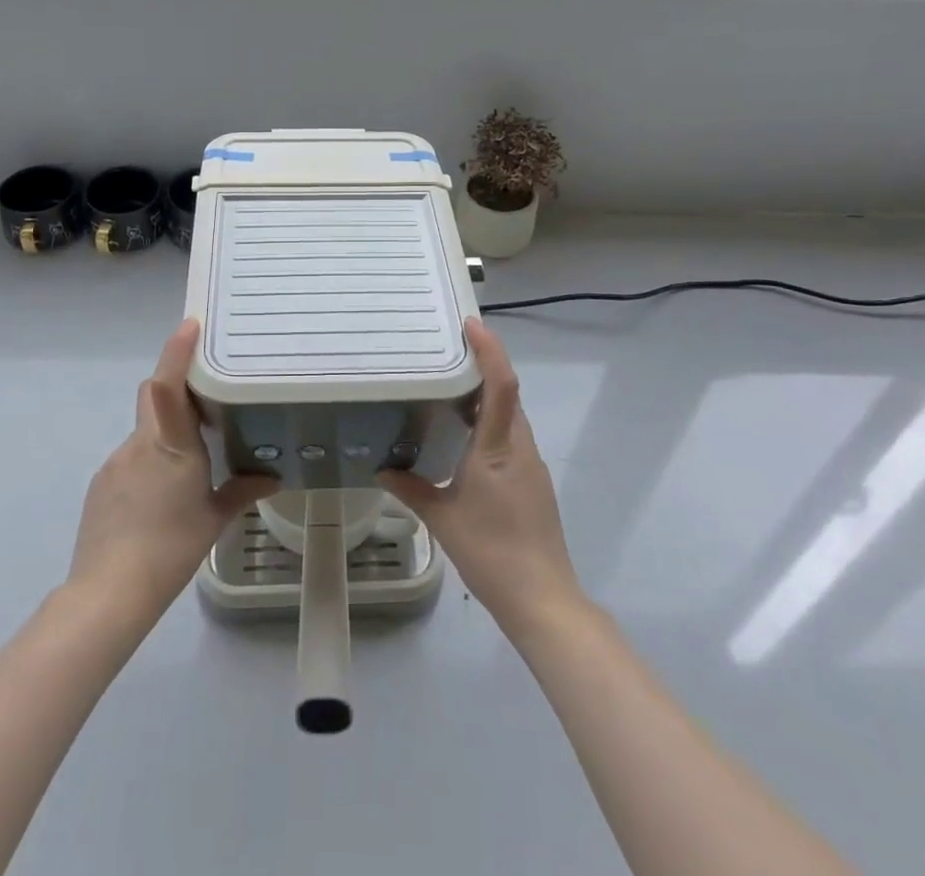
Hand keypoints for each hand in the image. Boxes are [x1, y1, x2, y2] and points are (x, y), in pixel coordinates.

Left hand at [66, 320, 276, 628]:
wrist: (108, 592)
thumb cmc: (171, 548)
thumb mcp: (213, 520)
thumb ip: (242, 491)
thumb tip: (273, 477)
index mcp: (171, 445)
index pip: (169, 384)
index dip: (177, 351)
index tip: (190, 325)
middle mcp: (140, 443)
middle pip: (154, 397)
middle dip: (175, 390)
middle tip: (204, 403)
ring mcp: (116, 462)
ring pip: (145, 430)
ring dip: (164, 434)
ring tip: (186, 468)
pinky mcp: (102, 483)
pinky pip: (130, 457)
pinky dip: (148, 462)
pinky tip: (158, 497)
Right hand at [380, 317, 582, 640]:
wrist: (542, 599)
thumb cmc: (491, 552)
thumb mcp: (442, 520)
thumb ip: (411, 489)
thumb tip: (381, 470)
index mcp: (498, 448)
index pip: (501, 385)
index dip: (490, 350)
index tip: (471, 324)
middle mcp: (520, 447)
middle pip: (507, 393)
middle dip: (483, 365)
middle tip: (447, 349)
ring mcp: (530, 464)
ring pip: (510, 415)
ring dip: (486, 395)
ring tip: (449, 387)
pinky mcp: (533, 481)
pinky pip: (511, 435)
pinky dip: (490, 421)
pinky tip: (465, 436)